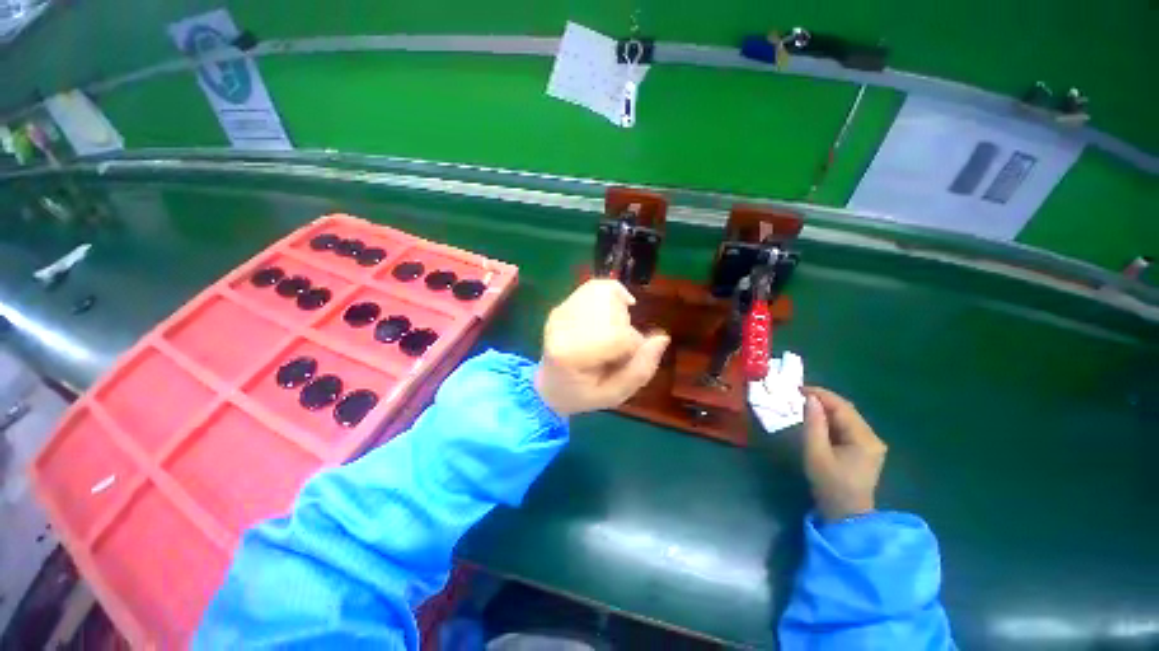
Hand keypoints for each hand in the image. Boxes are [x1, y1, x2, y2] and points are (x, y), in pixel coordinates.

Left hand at [535, 280, 669, 417]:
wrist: (549, 386)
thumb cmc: (582, 394)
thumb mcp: (614, 395)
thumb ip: (640, 370)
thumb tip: (662, 337)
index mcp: (570, 354)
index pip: (618, 336)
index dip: (634, 347)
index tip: (626, 360)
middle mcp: (561, 326)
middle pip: (613, 312)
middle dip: (626, 329)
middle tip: (618, 349)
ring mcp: (560, 312)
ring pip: (605, 293)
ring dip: (620, 311)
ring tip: (614, 331)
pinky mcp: (563, 305)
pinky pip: (596, 286)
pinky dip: (614, 293)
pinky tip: (617, 307)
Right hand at [802, 387, 886, 521]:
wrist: (846, 515)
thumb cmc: (830, 484)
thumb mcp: (816, 452)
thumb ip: (813, 424)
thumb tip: (810, 399)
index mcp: (864, 438)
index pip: (842, 407)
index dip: (820, 394)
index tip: (797, 389)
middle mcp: (872, 437)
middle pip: (846, 410)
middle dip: (822, 400)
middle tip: (798, 395)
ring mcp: (870, 444)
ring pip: (846, 418)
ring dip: (826, 410)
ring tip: (803, 405)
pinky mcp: (865, 450)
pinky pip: (846, 427)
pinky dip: (831, 420)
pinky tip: (816, 420)